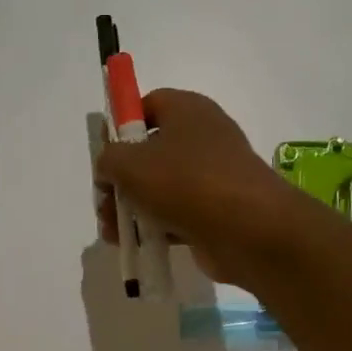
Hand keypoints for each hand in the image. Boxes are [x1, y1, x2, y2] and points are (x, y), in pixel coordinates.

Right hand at [93, 89, 302, 286]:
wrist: (247, 229)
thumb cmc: (185, 182)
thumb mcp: (129, 164)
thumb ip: (107, 160)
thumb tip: (108, 170)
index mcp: (187, 110)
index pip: (149, 105)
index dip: (122, 127)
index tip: (104, 154)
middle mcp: (202, 137)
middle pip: (150, 152)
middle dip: (121, 180)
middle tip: (104, 203)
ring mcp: (212, 176)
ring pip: (161, 188)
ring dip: (133, 209)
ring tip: (114, 233)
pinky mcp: (216, 211)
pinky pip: (177, 215)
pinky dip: (156, 228)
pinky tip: (136, 244)